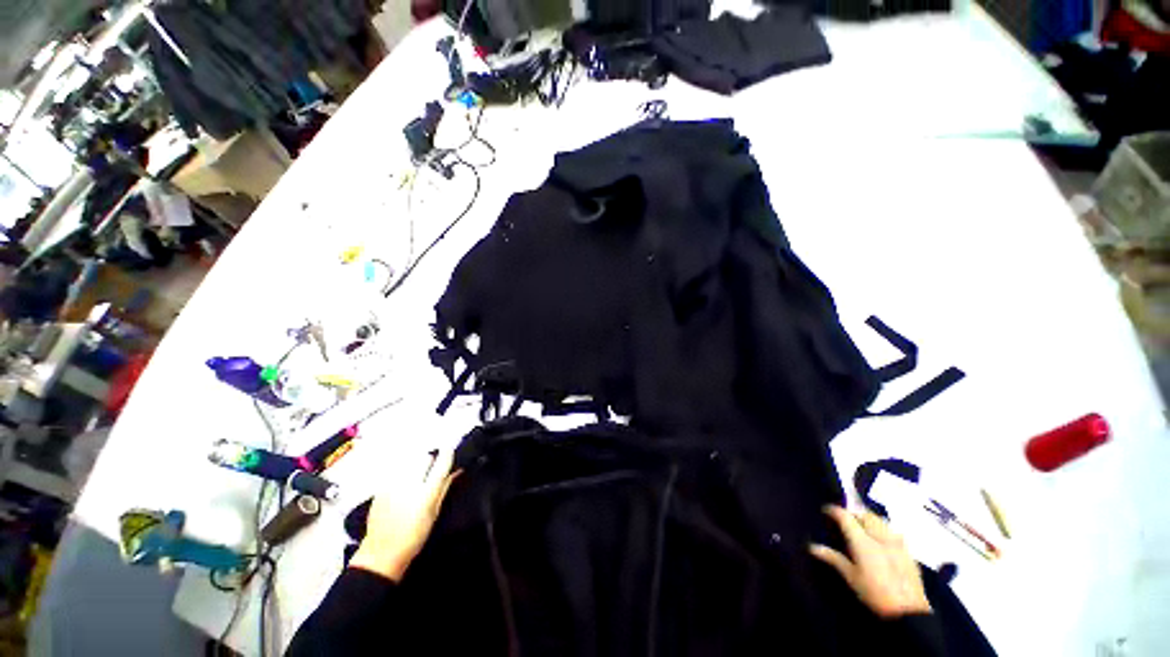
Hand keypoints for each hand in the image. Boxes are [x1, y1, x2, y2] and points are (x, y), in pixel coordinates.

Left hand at [349, 449, 458, 581]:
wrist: (381, 552)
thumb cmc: (414, 536)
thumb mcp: (434, 513)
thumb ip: (445, 487)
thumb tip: (457, 470)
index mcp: (426, 493)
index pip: (441, 463)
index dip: (448, 453)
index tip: (450, 450)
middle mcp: (409, 484)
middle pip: (425, 457)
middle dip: (430, 461)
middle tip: (431, 473)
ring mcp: (393, 484)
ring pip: (410, 461)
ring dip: (416, 466)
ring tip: (416, 479)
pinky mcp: (380, 487)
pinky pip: (396, 471)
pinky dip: (402, 473)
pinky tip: (402, 487)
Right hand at [810, 505, 930, 618]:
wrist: (908, 611)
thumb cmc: (874, 594)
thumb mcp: (850, 577)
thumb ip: (833, 558)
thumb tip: (812, 547)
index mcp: (862, 541)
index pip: (845, 516)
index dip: (834, 511)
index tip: (825, 511)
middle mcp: (880, 536)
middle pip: (865, 514)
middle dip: (853, 513)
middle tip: (844, 521)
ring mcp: (896, 542)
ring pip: (880, 520)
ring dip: (868, 519)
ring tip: (862, 529)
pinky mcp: (908, 551)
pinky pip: (893, 531)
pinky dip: (882, 530)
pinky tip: (880, 542)